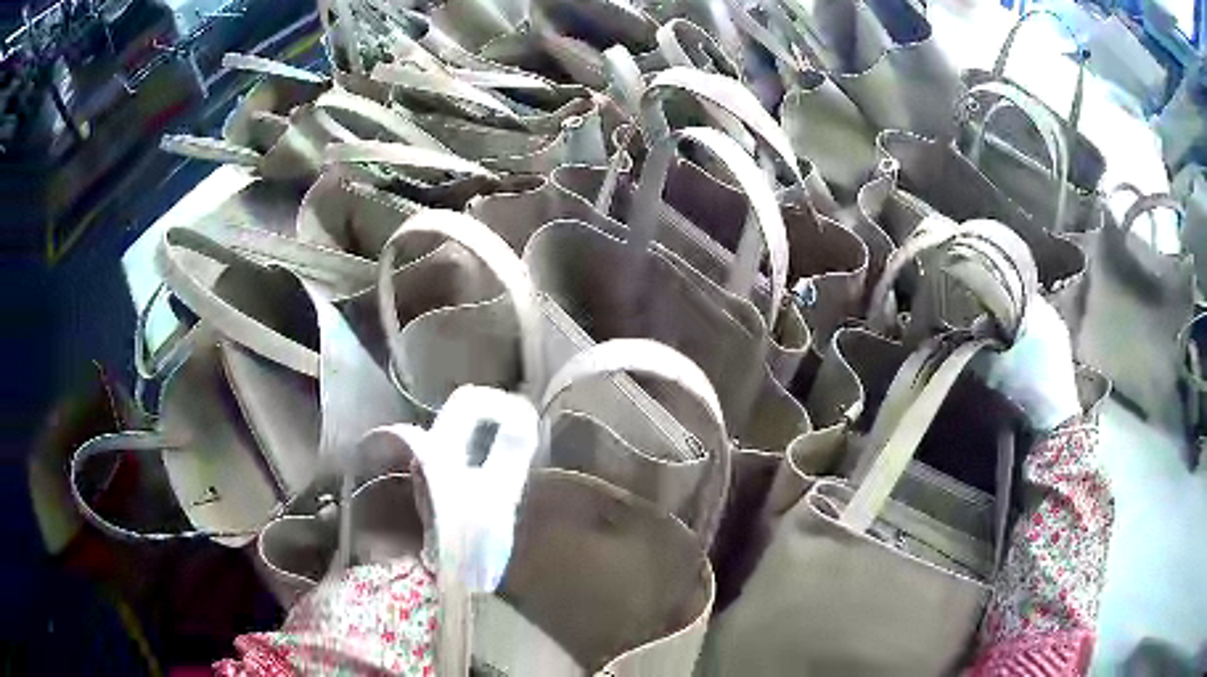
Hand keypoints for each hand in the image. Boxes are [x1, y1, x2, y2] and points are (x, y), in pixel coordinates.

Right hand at [977, 297, 1079, 431]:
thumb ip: (980, 347)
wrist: (1055, 426)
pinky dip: (1027, 350)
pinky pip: (1039, 341)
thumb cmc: (1027, 389)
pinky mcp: (1063, 355)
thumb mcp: (994, 369)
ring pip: (1029, 327)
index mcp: (1037, 310)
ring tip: (1002, 360)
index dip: (990, 309)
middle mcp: (1052, 316)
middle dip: (1003, 326)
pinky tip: (1018, 369)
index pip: (1008, 294)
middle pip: (1019, 311)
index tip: (978, 330)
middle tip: (988, 346)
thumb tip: (976, 335)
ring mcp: (1060, 336)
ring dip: (1015, 339)